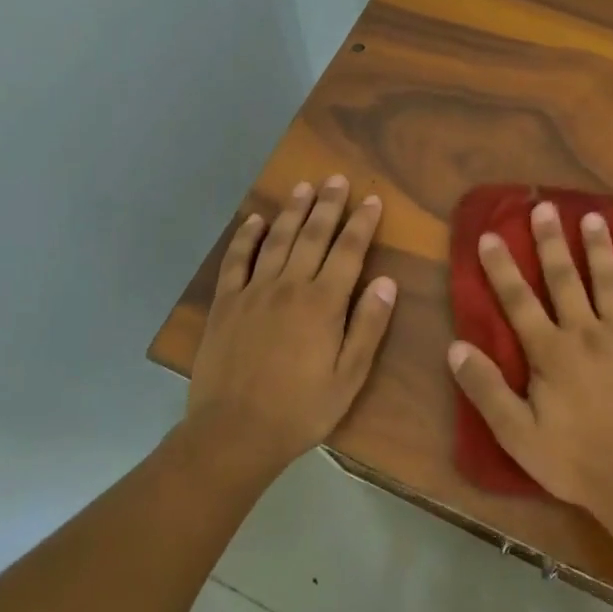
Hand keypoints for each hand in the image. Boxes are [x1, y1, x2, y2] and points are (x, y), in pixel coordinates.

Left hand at [186, 175, 396, 475]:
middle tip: (337, 179)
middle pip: (312, 236)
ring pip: (277, 240)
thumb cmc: (301, 409)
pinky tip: (254, 219)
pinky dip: (246, 237)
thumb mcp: (349, 376)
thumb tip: (387, 282)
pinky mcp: (225, 304)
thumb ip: (368, 326)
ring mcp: (253, 292)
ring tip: (304, 187)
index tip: (371, 199)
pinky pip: (236, 260)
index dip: (361, 223)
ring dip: (292, 211)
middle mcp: (289, 286)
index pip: (348, 251)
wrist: (234, 432)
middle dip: (328, 205)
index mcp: (323, 303)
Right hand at [447, 200, 612, 548]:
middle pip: (565, 278)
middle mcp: (587, 332)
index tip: (489, 235)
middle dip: (551, 241)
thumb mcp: (520, 436)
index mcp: (552, 353)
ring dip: (598, 247)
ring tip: (592, 216)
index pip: (518, 300)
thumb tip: (455, 347)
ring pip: (609, 280)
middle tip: (544, 207)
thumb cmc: (579, 462)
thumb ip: (487, 390)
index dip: (501, 267)